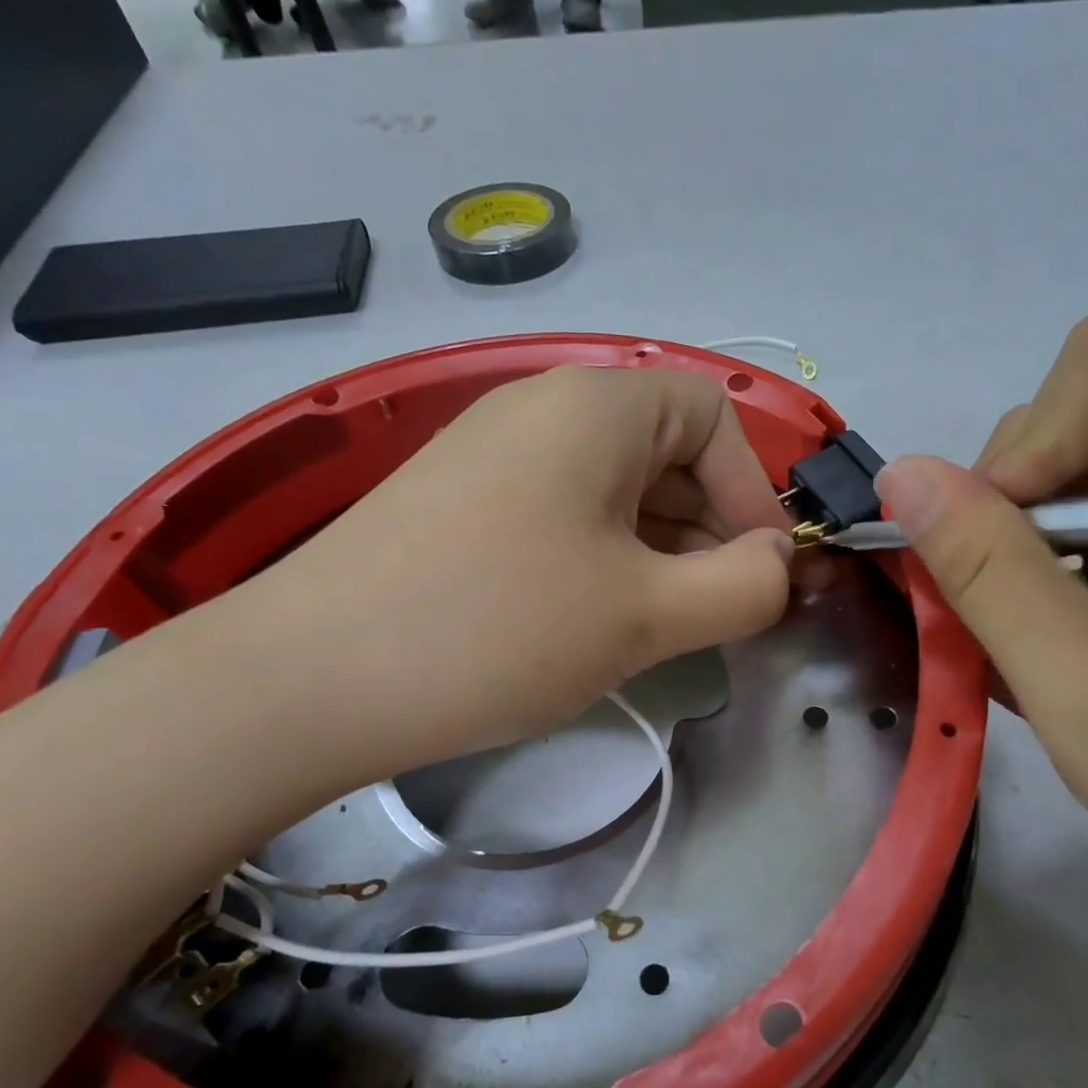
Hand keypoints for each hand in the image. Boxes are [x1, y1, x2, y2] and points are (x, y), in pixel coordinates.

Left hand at [233, 365, 793, 786]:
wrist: (310, 681)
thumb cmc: (499, 629)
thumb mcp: (646, 613)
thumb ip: (743, 586)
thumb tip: (777, 565)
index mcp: (596, 405)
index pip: (712, 418)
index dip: (752, 492)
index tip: (759, 572)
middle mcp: (543, 409)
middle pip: (665, 453)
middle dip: (710, 530)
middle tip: (718, 612)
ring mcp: (494, 456)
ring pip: (615, 491)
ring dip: (660, 552)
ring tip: (664, 625)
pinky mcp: (462, 506)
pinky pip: (564, 516)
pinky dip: (604, 560)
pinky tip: (597, 620)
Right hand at [876, 314, 1087, 933]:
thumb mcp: (1078, 684)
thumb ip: (987, 571)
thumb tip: (902, 475)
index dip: (1027, 444)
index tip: (1003, 546)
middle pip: (1078, 415)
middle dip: (1009, 500)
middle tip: (1002, 603)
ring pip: (1071, 472)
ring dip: (1016, 543)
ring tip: (1021, 634)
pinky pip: (1087, 525)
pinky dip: (1042, 571)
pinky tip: (1049, 641)